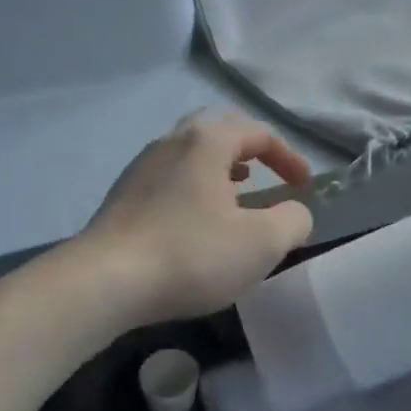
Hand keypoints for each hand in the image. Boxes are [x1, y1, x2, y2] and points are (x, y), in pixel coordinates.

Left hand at [80, 112, 314, 329]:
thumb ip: (292, 220)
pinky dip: (193, 187)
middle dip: (248, 150)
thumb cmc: (191, 254)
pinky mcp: (122, 195)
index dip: (289, 157)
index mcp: (206, 141)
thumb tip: (294, 212)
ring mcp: (141, 166)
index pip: (258, 133)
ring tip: (236, 195)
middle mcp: (171, 141)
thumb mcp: (261, 242)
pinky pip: (169, 178)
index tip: (305, 187)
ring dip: (219, 169)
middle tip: (266, 174)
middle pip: (217, 130)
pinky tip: (196, 220)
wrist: (106, 280)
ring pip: (189, 154)